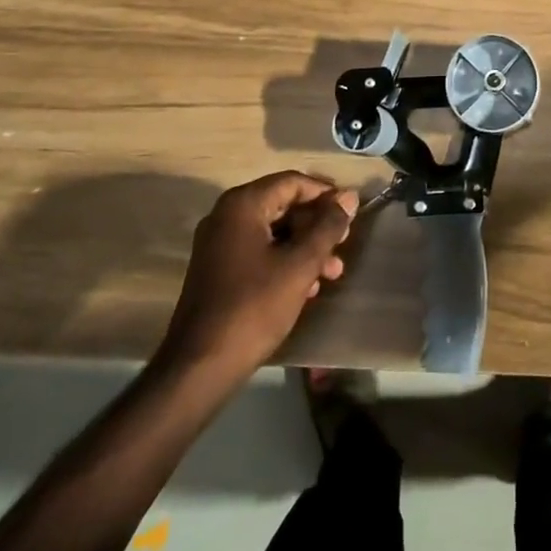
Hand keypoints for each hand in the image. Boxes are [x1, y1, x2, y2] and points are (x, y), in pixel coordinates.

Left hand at [157, 172, 358, 383]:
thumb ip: (327, 227)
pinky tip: (307, 288)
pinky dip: (285, 262)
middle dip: (317, 226)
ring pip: (273, 232)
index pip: (292, 182)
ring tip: (332, 273)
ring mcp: (218, 244)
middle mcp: (226, 216)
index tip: (351, 213)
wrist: (199, 368)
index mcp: (242, 205)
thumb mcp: (300, 265)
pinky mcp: (217, 270)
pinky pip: (258, 252)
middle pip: (283, 206)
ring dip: (305, 247)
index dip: (325, 195)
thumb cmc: (253, 307)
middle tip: (344, 244)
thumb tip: (349, 197)